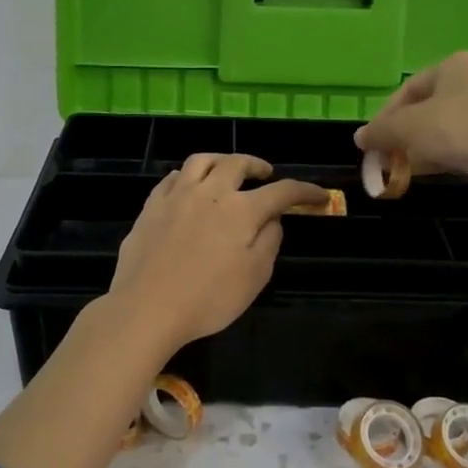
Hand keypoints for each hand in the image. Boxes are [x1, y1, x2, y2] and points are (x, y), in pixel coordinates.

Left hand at [108, 154, 324, 353]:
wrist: (147, 306)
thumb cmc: (208, 298)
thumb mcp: (255, 276)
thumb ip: (269, 241)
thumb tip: (272, 219)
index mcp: (241, 210)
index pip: (282, 191)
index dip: (304, 191)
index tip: (319, 196)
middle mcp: (210, 192)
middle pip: (237, 163)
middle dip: (257, 165)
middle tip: (266, 174)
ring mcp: (176, 196)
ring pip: (201, 160)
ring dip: (221, 160)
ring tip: (227, 170)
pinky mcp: (151, 206)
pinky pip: (172, 178)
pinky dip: (187, 176)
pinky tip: (188, 186)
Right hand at [354, 51, 467, 188]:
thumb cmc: (461, 131)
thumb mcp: (409, 129)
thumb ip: (381, 132)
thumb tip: (360, 138)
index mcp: (456, 63)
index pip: (409, 89)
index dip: (385, 117)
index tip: (373, 143)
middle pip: (432, 105)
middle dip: (407, 133)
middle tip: (392, 157)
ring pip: (454, 122)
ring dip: (429, 144)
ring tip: (413, 168)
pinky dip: (454, 150)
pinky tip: (442, 168)